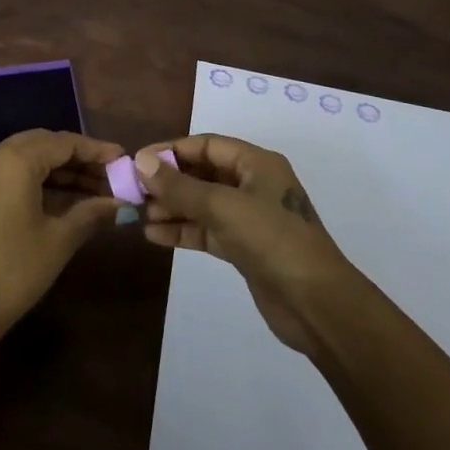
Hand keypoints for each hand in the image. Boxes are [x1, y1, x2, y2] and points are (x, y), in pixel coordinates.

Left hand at [0, 129, 123, 356]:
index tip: (123, 159)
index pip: (63, 143)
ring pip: (25, 158)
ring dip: (58, 171)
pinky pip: (9, 173)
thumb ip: (91, 213)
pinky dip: (36, 180)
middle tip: (110, 175)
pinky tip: (63, 198)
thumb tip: (122, 203)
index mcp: (14, 161)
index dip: (96, 150)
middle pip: (43, 145)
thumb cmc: (12, 273)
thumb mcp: (58, 241)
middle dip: (78, 159)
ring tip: (94, 189)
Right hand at [135, 134, 363, 354]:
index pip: (206, 146)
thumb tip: (141, 162)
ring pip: (202, 204)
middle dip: (168, 181)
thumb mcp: (223, 207)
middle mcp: (253, 184)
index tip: (137, 162)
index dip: (171, 151)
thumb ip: (180, 186)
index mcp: (256, 163)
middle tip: (132, 192)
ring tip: (138, 214)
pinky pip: (207, 230)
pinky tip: (154, 235)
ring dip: (172, 207)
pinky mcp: (244, 248)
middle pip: (202, 174)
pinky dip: (183, 231)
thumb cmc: (273, 240)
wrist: (317, 304)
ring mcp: (249, 218)